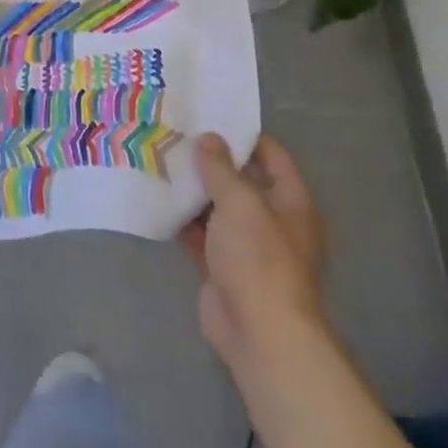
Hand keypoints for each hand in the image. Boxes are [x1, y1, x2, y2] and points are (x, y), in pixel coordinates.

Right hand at [178, 134, 327, 371]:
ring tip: (158, 159)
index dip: (242, 135)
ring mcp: (246, 246)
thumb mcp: (240, 202)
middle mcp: (272, 221)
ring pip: (217, 208)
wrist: (260, 332)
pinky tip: (156, 199)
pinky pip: (201, 235)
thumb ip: (220, 168)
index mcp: (291, 203)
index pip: (271, 156)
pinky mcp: (222, 267)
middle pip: (241, 181)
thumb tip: (207, 138)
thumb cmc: (260, 258)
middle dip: (210, 161)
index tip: (208, 115)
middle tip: (174, 134)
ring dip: (192, 190)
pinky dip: (182, 220)